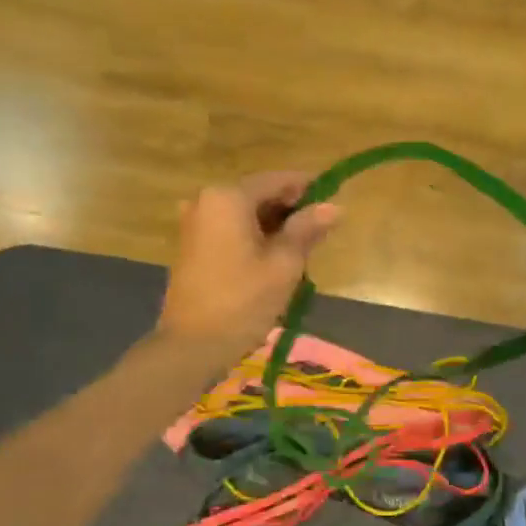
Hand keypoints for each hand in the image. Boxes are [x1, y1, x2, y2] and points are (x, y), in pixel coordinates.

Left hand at [158, 172, 339, 360]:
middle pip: (259, 194)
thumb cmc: (242, 301)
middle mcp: (206, 200)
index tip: (333, 200)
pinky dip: (253, 237)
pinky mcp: (192, 246)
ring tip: (301, 250)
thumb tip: (334, 207)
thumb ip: (307, 230)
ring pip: (245, 213)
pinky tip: (273, 259)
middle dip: (290, 210)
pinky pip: (230, 229)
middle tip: (320, 232)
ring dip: (273, 226)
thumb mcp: (283, 265)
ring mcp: (195, 223)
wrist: (192, 346)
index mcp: (228, 197)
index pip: (277, 180)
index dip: (308, 188)